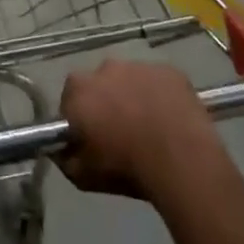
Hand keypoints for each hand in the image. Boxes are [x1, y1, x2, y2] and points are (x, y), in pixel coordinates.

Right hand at [56, 60, 226, 200]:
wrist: (182, 161)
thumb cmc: (126, 168)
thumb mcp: (82, 176)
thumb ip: (64, 158)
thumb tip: (61, 149)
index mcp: (78, 91)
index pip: (69, 99)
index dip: (78, 117)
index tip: (89, 136)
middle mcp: (104, 69)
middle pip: (99, 83)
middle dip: (105, 101)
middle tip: (119, 129)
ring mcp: (139, 66)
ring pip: (130, 79)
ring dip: (133, 95)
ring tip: (149, 124)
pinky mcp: (169, 71)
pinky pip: (158, 81)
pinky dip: (160, 94)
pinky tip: (169, 117)